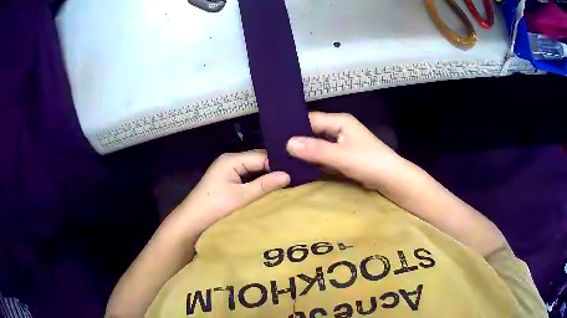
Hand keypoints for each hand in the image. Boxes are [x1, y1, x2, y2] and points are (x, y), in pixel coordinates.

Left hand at [174, 150, 290, 235]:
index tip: (297, 173)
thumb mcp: (241, 197)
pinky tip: (271, 188)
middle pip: (258, 161)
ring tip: (288, 183)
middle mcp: (230, 160)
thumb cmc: (215, 208)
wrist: (191, 222)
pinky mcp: (228, 180)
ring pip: (254, 169)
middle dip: (274, 170)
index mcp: (231, 159)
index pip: (262, 156)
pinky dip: (258, 182)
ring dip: (267, 177)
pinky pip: (248, 177)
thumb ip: (265, 185)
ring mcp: (228, 170)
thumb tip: (288, 175)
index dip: (278, 164)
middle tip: (295, 178)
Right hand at [286, 112, 403, 190]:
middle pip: (313, 131)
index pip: (310, 119)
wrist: (391, 179)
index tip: (274, 136)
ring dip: (305, 152)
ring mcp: (342, 143)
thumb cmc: (369, 163)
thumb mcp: (341, 156)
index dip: (293, 127)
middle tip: (275, 149)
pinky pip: (324, 155)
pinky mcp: (343, 155)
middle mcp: (339, 128)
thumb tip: (288, 143)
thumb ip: (316, 150)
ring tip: (283, 158)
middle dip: (297, 141)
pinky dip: (314, 160)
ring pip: (318, 144)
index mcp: (340, 121)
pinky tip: (300, 166)